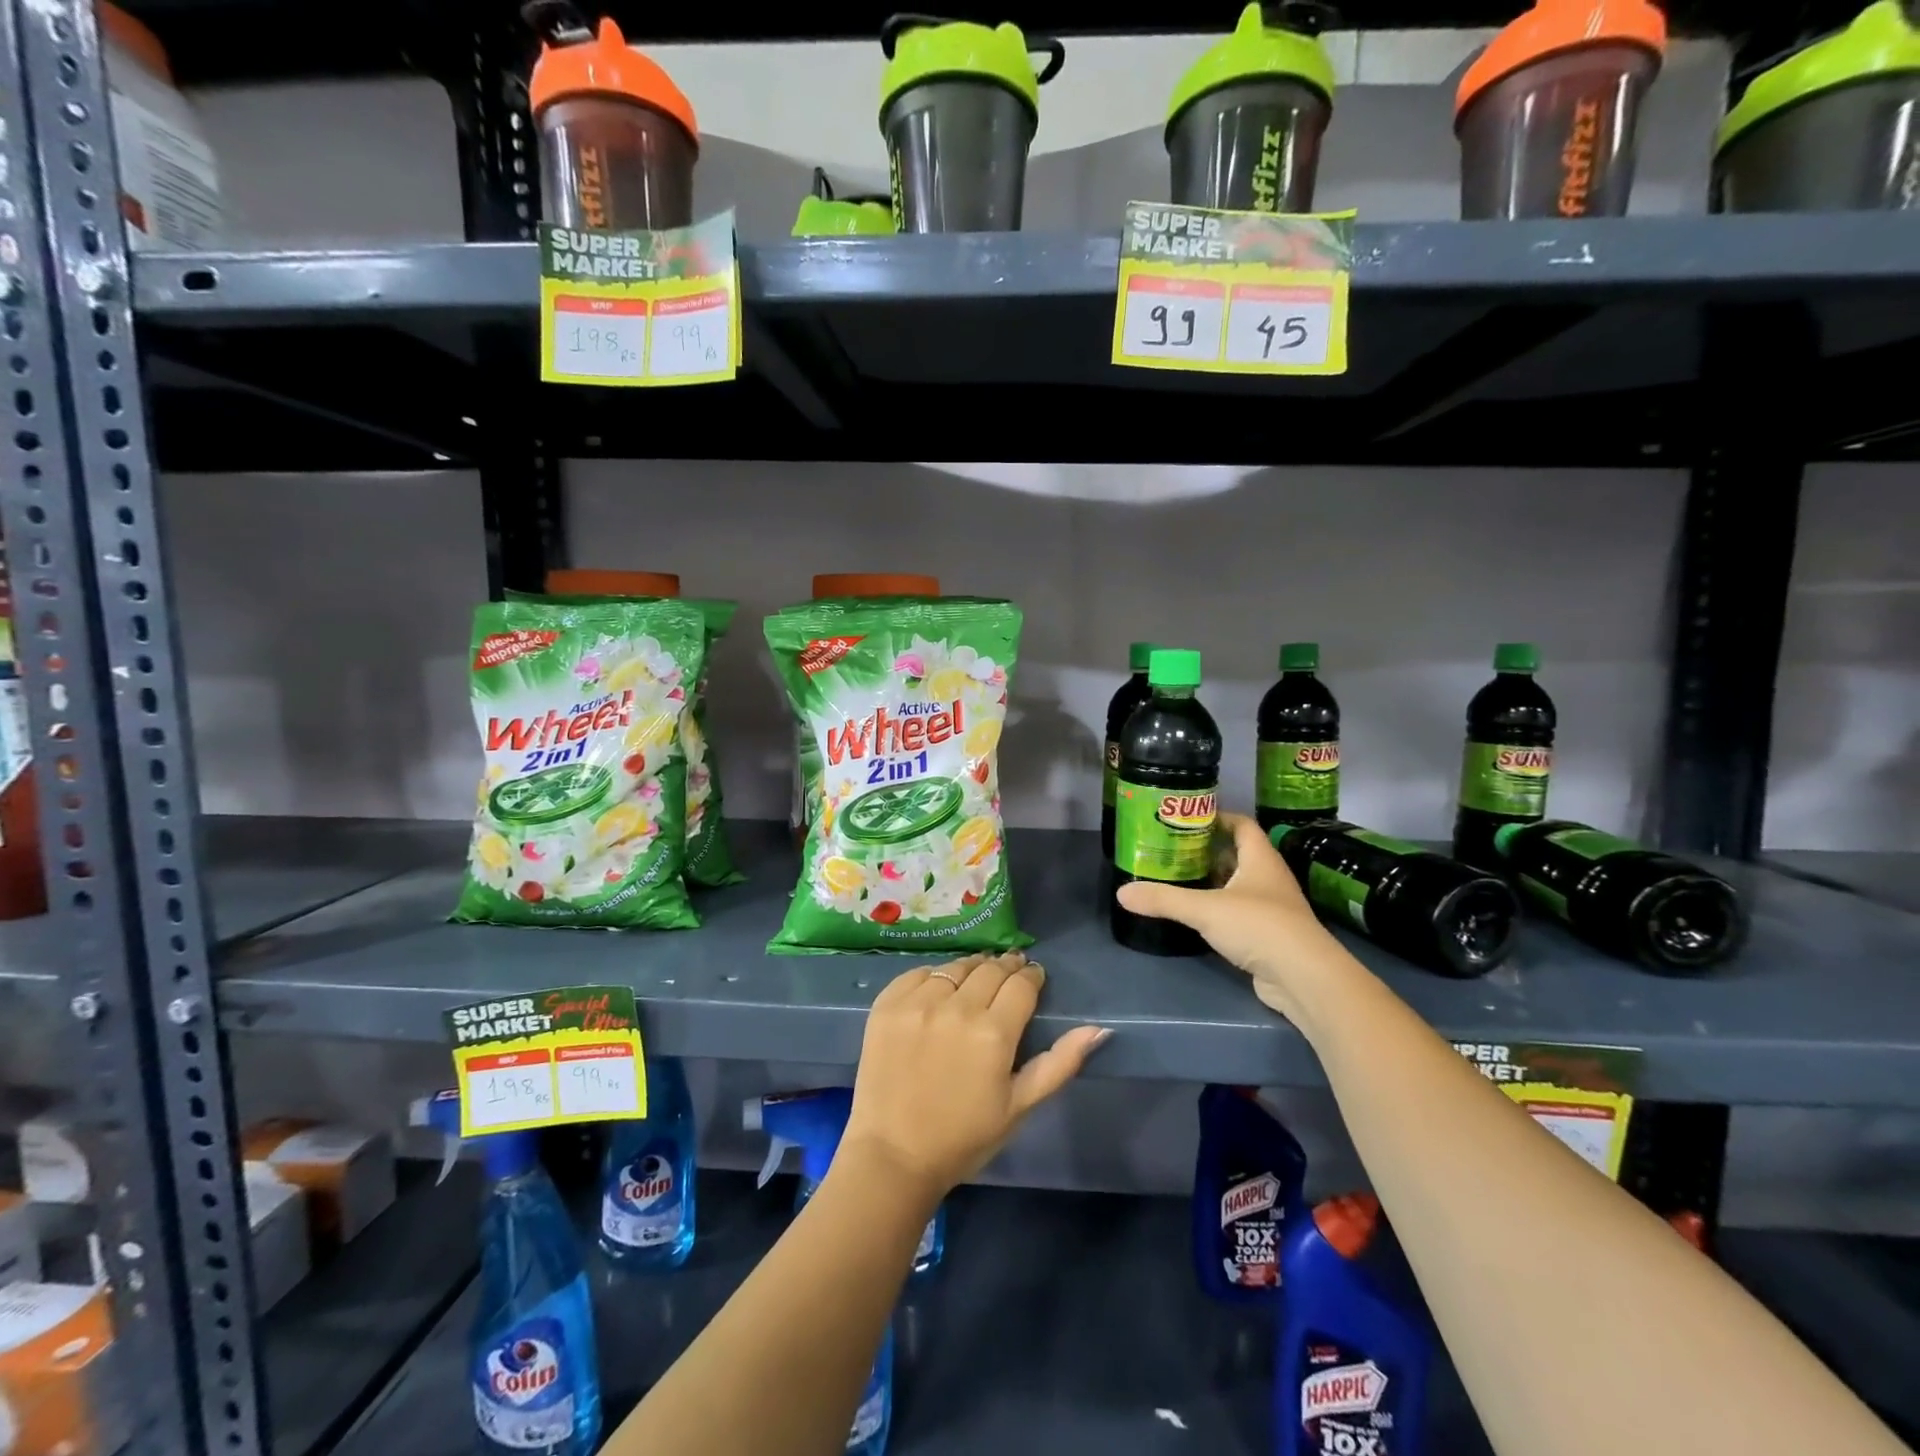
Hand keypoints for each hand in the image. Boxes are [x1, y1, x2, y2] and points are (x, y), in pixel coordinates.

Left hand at [842, 952, 1107, 1199]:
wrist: (894, 1155)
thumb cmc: (964, 1137)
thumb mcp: (1020, 1106)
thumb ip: (1060, 1063)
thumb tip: (1099, 1029)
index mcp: (993, 1033)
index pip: (1021, 984)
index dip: (1032, 976)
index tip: (1034, 977)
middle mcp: (956, 1007)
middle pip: (990, 969)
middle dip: (1007, 967)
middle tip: (1011, 973)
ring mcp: (918, 1003)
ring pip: (956, 967)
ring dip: (973, 968)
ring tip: (978, 978)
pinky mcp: (887, 1005)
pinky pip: (919, 973)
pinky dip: (935, 977)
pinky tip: (941, 990)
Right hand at [1115, 813, 1347, 1021]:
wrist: (1304, 978)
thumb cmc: (1259, 926)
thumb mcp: (1205, 909)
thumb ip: (1164, 899)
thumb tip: (1122, 893)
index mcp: (1261, 858)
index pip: (1242, 824)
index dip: (1217, 817)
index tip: (1186, 818)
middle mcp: (1269, 877)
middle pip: (1238, 853)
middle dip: (1207, 849)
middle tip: (1172, 848)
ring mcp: (1272, 907)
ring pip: (1238, 884)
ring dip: (1213, 880)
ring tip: (1178, 877)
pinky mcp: (1269, 934)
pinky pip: (1240, 911)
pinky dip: (1219, 908)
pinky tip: (1197, 914)